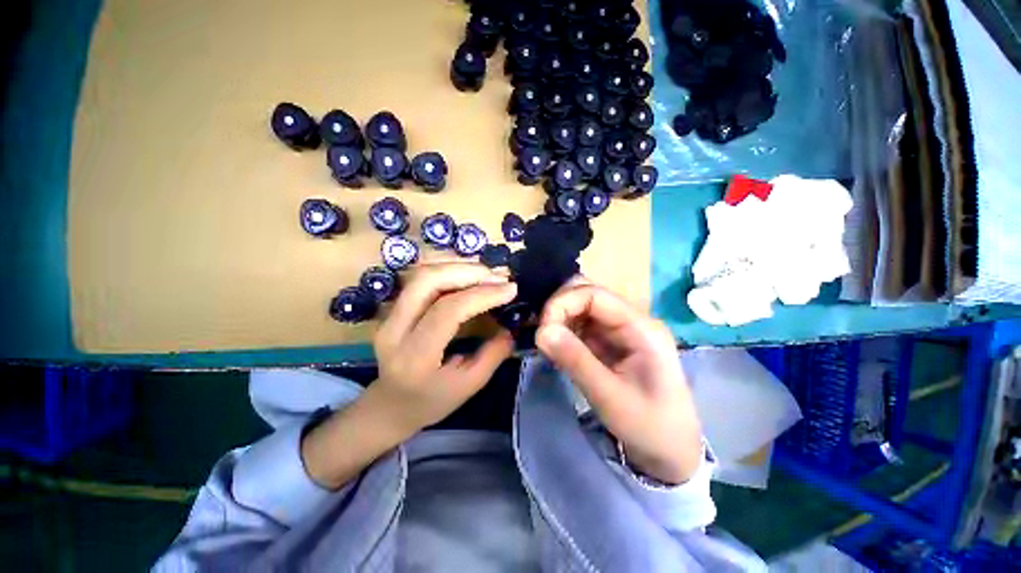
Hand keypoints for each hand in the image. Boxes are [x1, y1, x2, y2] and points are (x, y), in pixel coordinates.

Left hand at [303, 263, 516, 488]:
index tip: (510, 289)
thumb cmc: (431, 402)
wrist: (389, 406)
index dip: (482, 295)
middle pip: (427, 281)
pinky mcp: (392, 309)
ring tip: (487, 274)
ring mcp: (389, 316)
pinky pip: (421, 280)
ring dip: (458, 267)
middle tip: (498, 276)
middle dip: (467, 272)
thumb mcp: (469, 386)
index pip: (448, 311)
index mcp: (415, 356)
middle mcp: (394, 330)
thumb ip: (493, 354)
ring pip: (422, 274)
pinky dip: (448, 271)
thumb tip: (511, 326)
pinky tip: (468, 276)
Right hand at [536, 280, 701, 484]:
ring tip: (547, 342)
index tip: (542, 329)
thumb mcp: (609, 396)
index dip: (562, 303)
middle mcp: (631, 320)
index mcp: (640, 327)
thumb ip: (575, 360)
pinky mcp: (610, 341)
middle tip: (543, 333)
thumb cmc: (648, 426)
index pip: (594, 294)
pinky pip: (582, 324)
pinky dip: (564, 330)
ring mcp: (620, 329)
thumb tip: (541, 331)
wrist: (670, 451)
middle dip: (559, 307)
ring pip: (581, 306)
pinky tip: (557, 347)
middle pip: (587, 293)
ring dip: (560, 318)